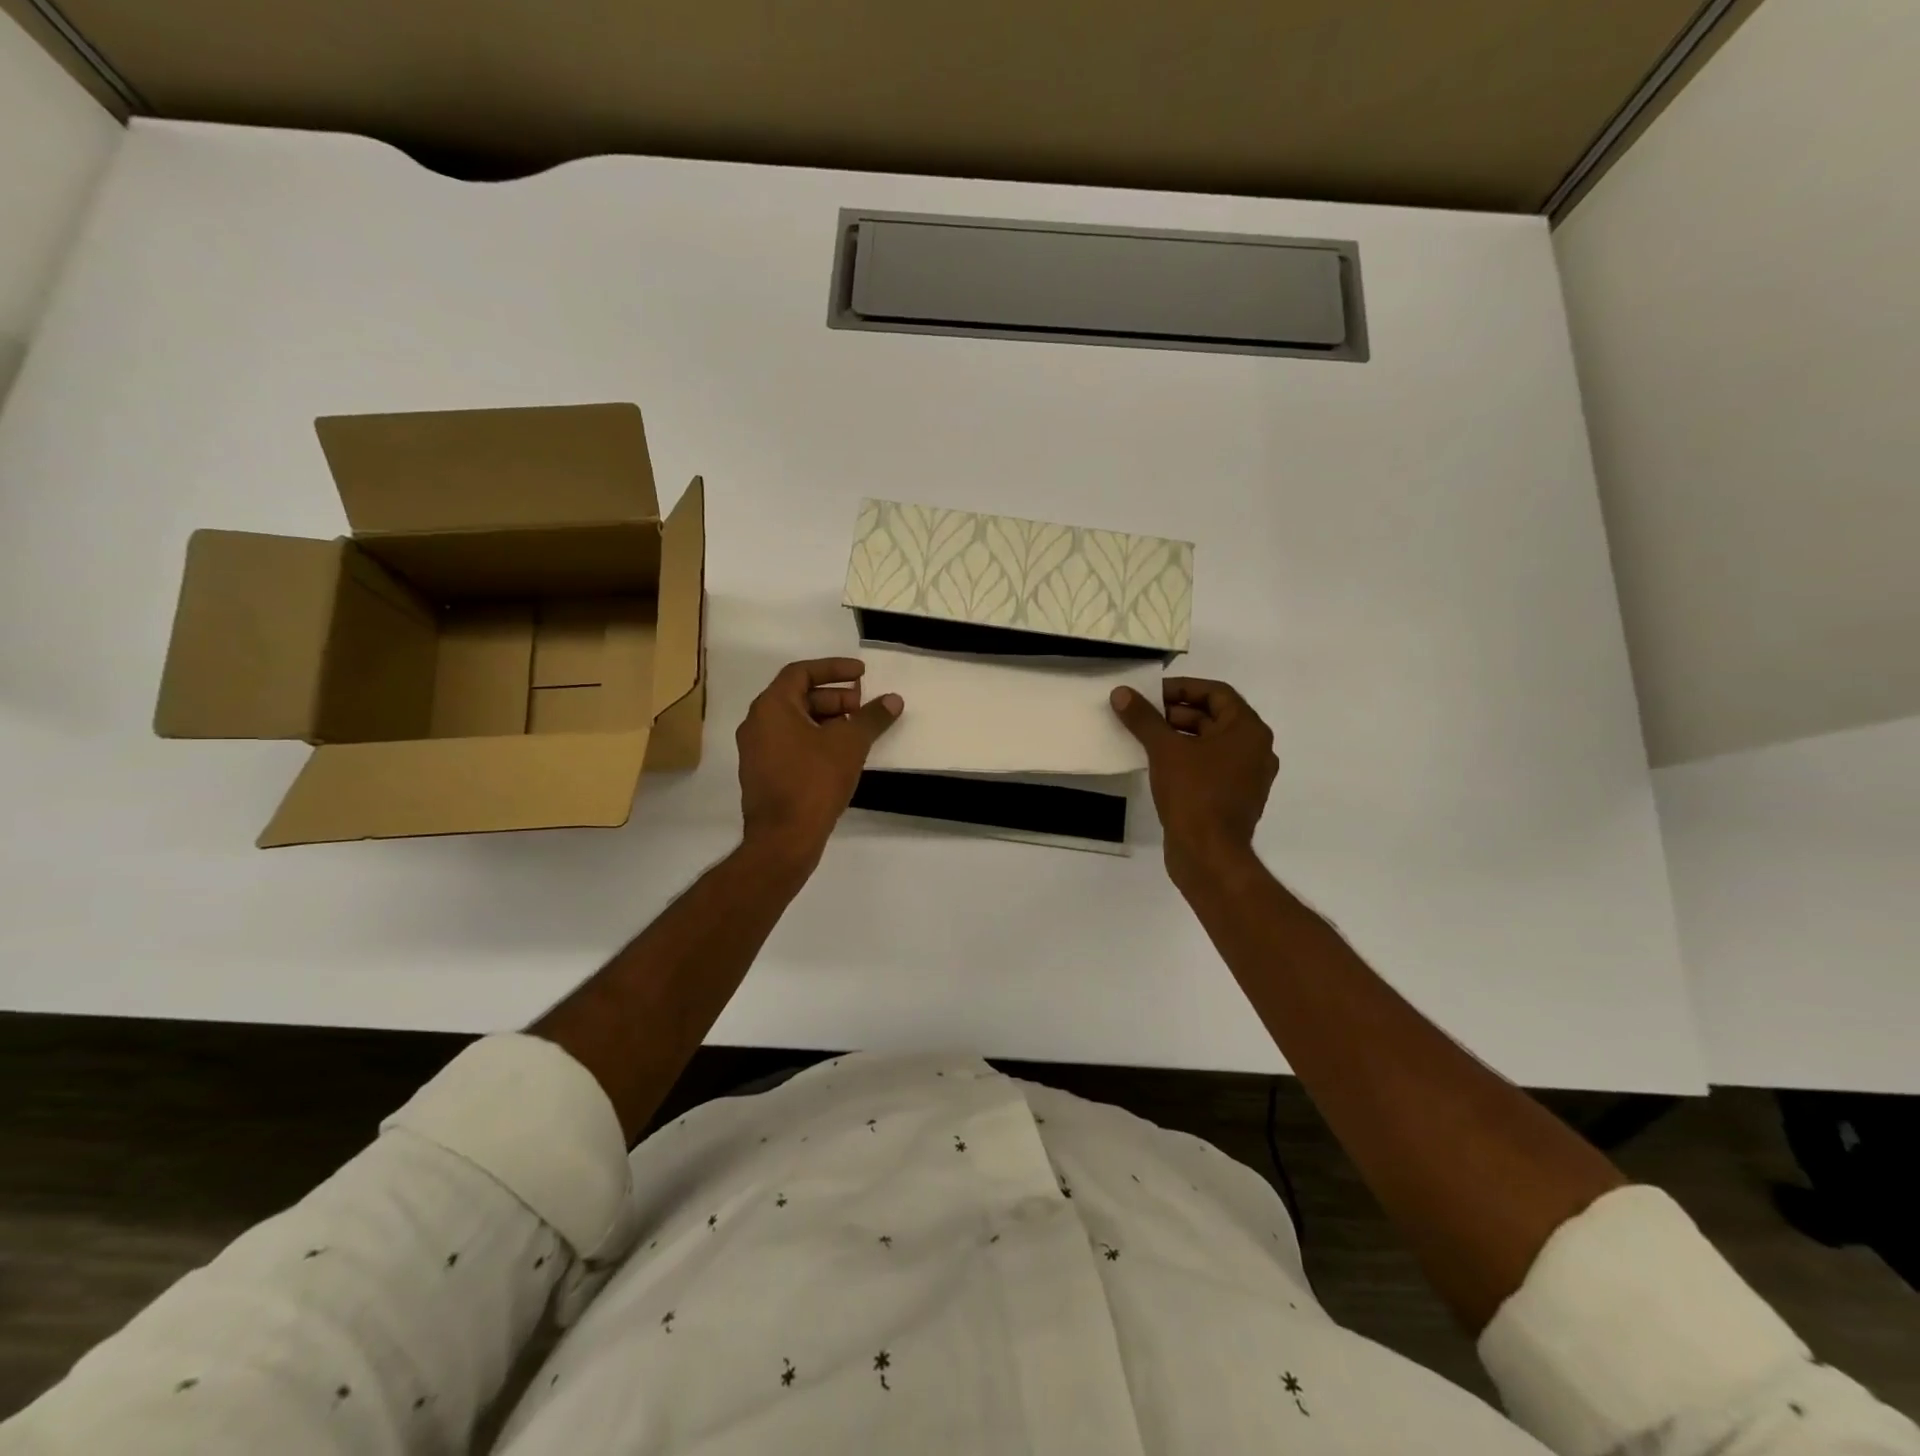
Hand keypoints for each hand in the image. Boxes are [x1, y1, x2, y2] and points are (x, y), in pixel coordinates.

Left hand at [737, 658, 902, 864]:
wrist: (783, 838)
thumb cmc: (814, 781)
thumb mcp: (850, 744)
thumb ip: (872, 717)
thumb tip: (894, 700)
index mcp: (771, 706)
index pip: (801, 672)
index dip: (834, 669)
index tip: (862, 674)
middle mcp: (756, 723)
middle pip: (798, 696)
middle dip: (835, 698)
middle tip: (863, 708)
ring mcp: (755, 750)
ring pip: (795, 722)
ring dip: (827, 720)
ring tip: (858, 732)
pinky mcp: (762, 773)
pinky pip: (790, 743)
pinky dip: (815, 739)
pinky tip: (841, 755)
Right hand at [1111, 678, 1276, 884]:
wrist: (1208, 854)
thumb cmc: (1193, 793)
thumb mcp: (1164, 749)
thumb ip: (1143, 718)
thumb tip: (1121, 693)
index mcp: (1249, 731)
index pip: (1217, 693)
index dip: (1183, 688)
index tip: (1151, 693)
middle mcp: (1255, 750)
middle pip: (1214, 718)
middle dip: (1176, 713)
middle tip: (1142, 715)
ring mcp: (1247, 777)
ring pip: (1211, 744)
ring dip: (1179, 736)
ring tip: (1144, 738)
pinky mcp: (1234, 799)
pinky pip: (1210, 767)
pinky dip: (1187, 759)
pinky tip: (1157, 765)